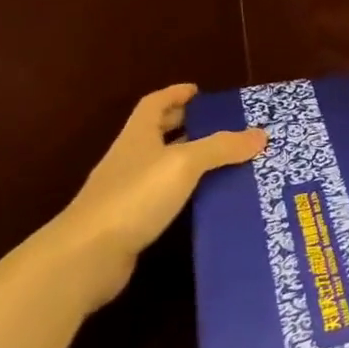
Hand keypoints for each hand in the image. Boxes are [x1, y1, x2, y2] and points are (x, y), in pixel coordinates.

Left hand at [54, 84, 265, 306]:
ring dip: (191, 160)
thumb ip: (221, 147)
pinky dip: (187, 191)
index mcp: (138, 136)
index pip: (155, 104)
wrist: (87, 256)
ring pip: (164, 165)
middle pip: (159, 132)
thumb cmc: (135, 197)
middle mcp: (131, 159)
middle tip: (222, 125)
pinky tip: (208, 198)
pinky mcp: (132, 220)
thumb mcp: (184, 164)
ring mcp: (128, 191)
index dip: (175, 94)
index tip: (199, 91)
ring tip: (227, 161)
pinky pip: (166, 195)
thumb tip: (261, 134)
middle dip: (187, 125)